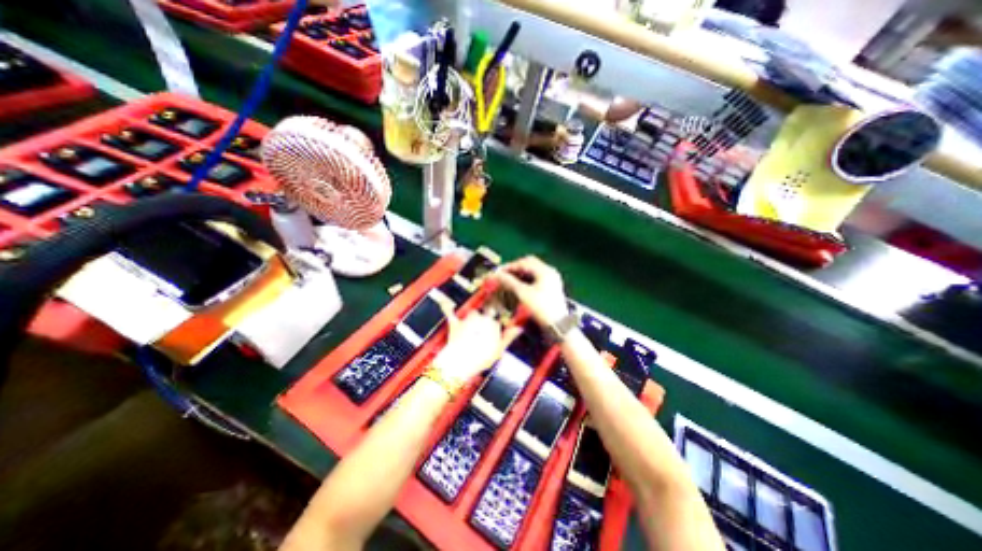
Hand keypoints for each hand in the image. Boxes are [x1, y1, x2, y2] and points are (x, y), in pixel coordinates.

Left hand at [431, 299, 521, 383]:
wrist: (461, 362)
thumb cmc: (481, 358)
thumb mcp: (499, 350)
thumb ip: (508, 337)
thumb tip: (519, 328)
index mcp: (493, 324)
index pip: (498, 317)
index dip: (499, 320)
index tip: (499, 322)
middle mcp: (481, 318)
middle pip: (487, 312)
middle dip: (488, 316)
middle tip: (486, 329)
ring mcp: (468, 320)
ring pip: (473, 312)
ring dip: (474, 316)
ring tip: (475, 327)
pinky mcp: (455, 324)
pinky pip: (450, 313)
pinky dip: (446, 307)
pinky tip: (444, 302)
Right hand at [496, 253, 572, 324]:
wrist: (558, 327)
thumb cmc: (542, 308)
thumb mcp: (523, 294)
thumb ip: (508, 282)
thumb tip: (496, 275)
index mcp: (545, 270)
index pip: (524, 262)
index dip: (509, 266)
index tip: (498, 272)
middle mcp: (550, 272)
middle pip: (529, 265)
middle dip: (514, 269)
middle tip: (502, 275)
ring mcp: (552, 280)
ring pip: (532, 272)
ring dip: (520, 275)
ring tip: (508, 281)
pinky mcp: (551, 288)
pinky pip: (536, 280)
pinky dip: (526, 281)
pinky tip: (518, 287)